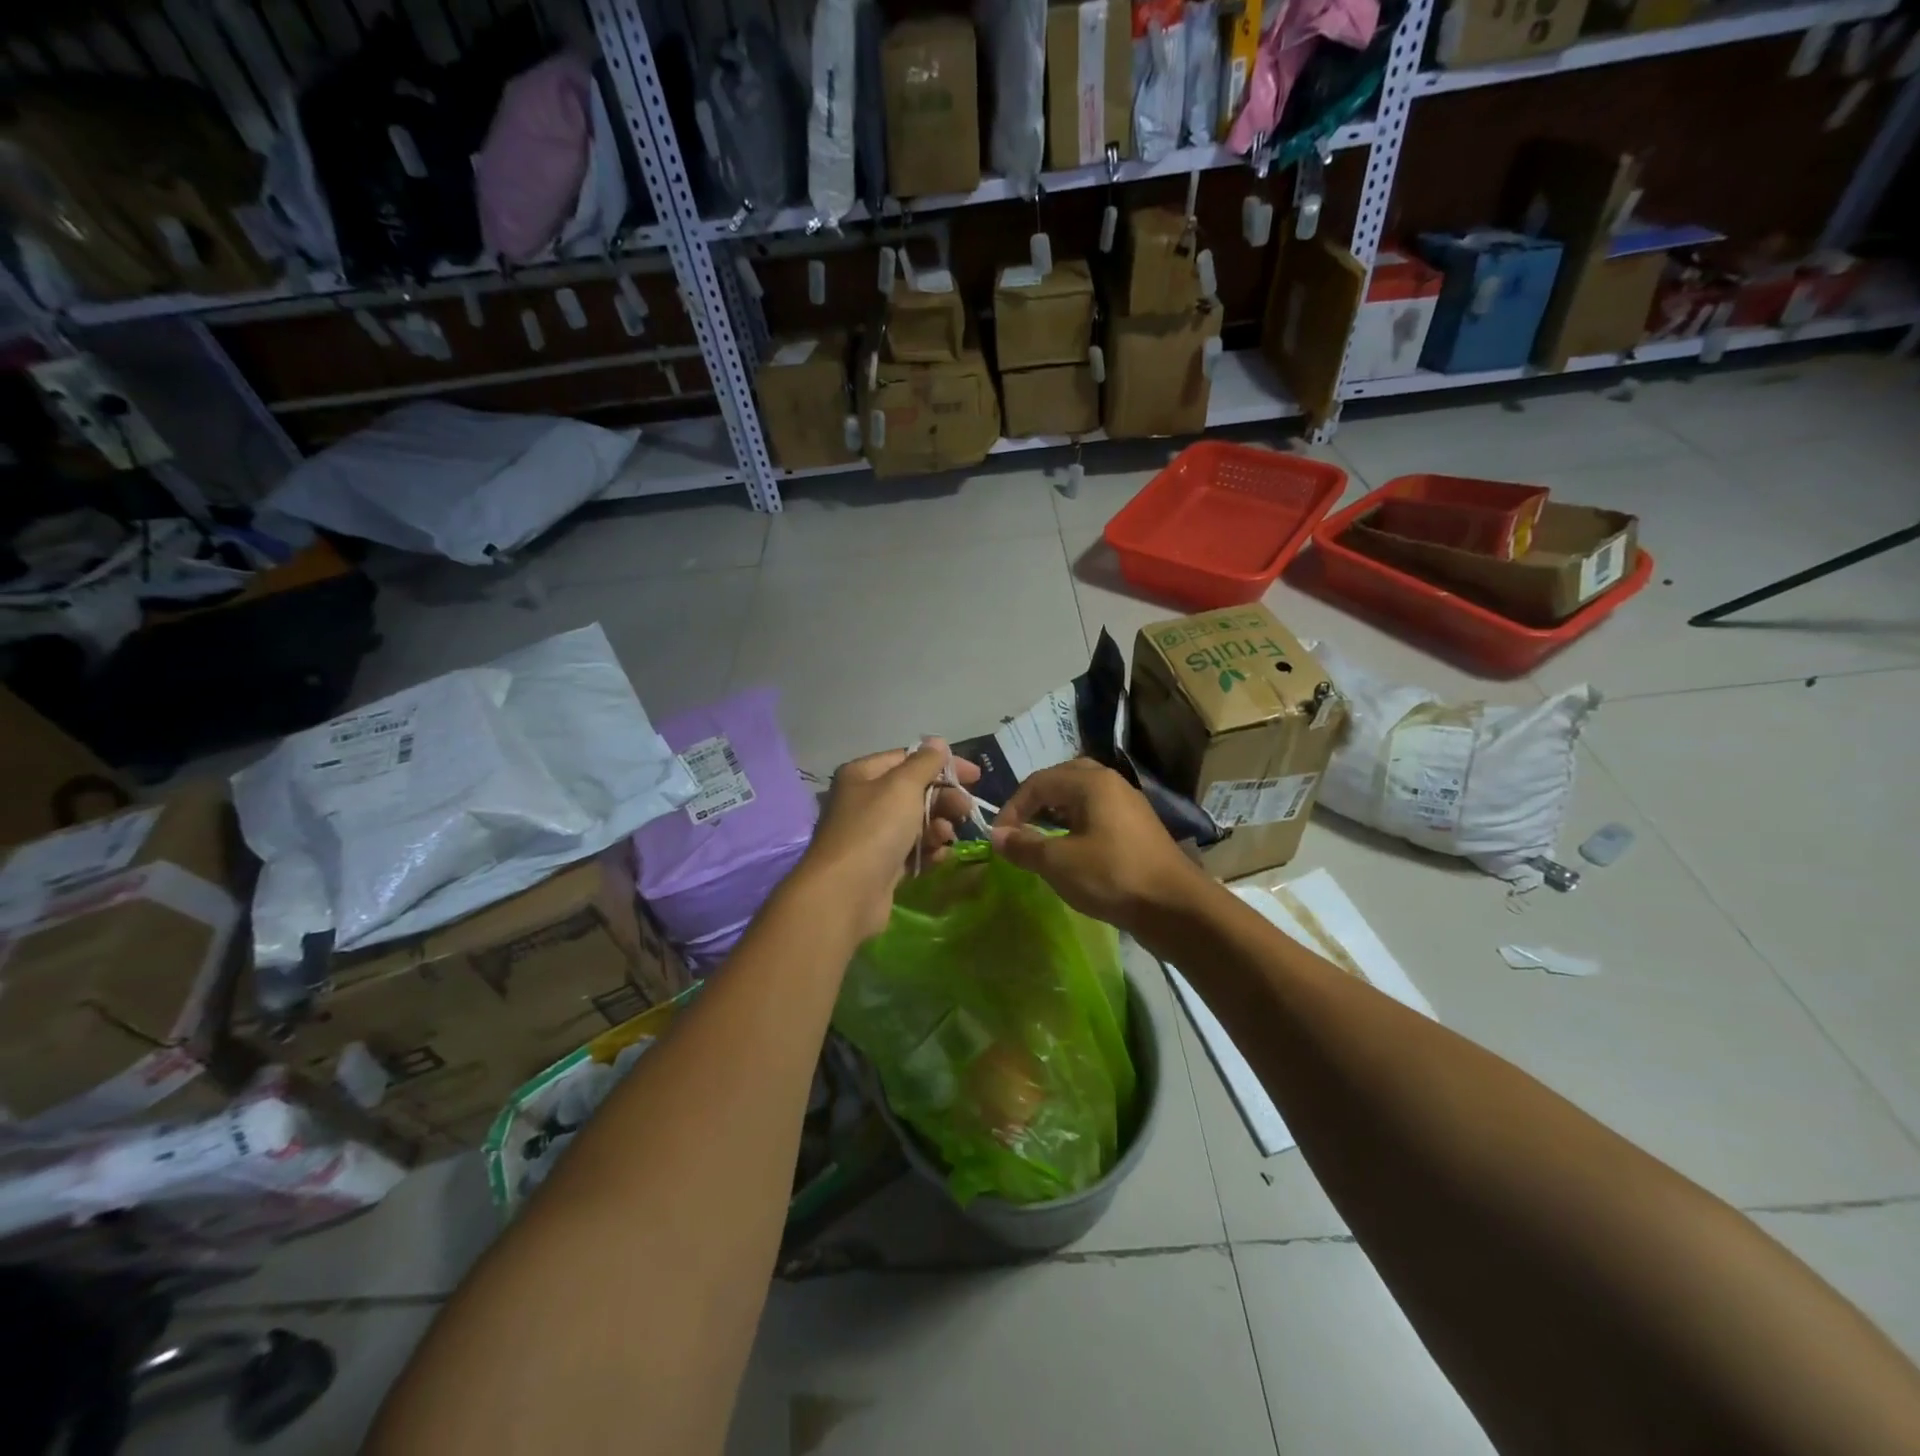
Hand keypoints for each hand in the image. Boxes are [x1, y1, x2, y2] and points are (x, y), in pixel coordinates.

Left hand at [795, 740, 982, 941]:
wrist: (846, 893)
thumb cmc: (875, 829)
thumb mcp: (903, 786)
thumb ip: (925, 763)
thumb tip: (937, 742)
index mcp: (862, 774)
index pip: (909, 759)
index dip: (944, 764)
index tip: (976, 777)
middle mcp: (864, 801)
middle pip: (915, 791)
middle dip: (944, 799)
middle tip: (966, 811)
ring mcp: (871, 836)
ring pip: (916, 823)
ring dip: (938, 826)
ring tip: (947, 837)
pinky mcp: (881, 866)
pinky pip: (912, 851)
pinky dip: (928, 850)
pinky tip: (940, 856)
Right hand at [989, 759, 1209, 935]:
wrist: (1175, 907)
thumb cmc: (1112, 876)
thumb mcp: (1058, 862)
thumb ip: (1024, 845)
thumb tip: (996, 836)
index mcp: (1091, 782)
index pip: (1038, 782)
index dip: (1012, 807)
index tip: (999, 837)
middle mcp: (1111, 784)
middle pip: (1063, 779)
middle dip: (1036, 801)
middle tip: (1020, 826)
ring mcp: (1128, 805)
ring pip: (1082, 796)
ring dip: (1056, 812)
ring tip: (1040, 838)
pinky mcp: (1137, 829)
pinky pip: (1097, 814)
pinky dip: (1076, 824)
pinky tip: (1070, 850)